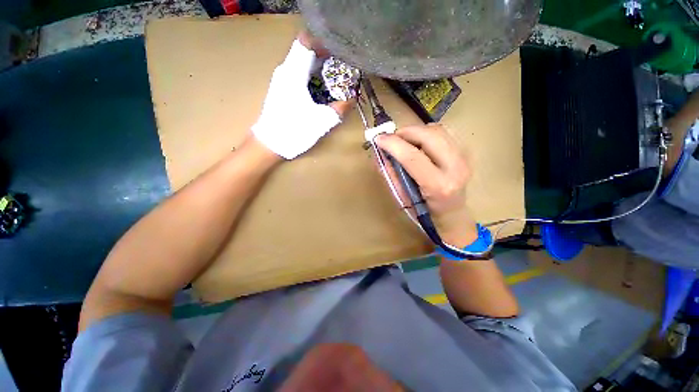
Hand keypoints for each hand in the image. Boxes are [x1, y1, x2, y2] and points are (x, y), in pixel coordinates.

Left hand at [252, 32, 351, 159]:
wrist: (270, 144)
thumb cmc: (295, 131)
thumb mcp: (322, 121)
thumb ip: (339, 109)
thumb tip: (352, 99)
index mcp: (294, 73)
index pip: (307, 42)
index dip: (324, 43)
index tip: (338, 53)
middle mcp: (285, 71)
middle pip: (305, 50)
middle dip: (325, 56)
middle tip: (341, 68)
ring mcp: (281, 79)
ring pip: (301, 62)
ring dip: (318, 67)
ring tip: (334, 78)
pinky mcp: (281, 89)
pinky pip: (298, 73)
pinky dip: (311, 76)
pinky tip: (320, 90)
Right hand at [375, 124, 476, 245]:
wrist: (453, 214)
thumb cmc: (425, 211)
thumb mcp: (403, 197)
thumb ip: (391, 174)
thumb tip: (379, 154)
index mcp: (438, 185)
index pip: (413, 157)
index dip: (393, 144)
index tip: (378, 138)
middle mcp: (456, 168)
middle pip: (429, 136)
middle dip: (406, 132)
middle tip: (391, 138)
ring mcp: (465, 158)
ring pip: (438, 130)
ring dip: (416, 131)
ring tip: (404, 140)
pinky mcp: (466, 152)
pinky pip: (444, 132)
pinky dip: (427, 132)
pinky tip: (419, 142)